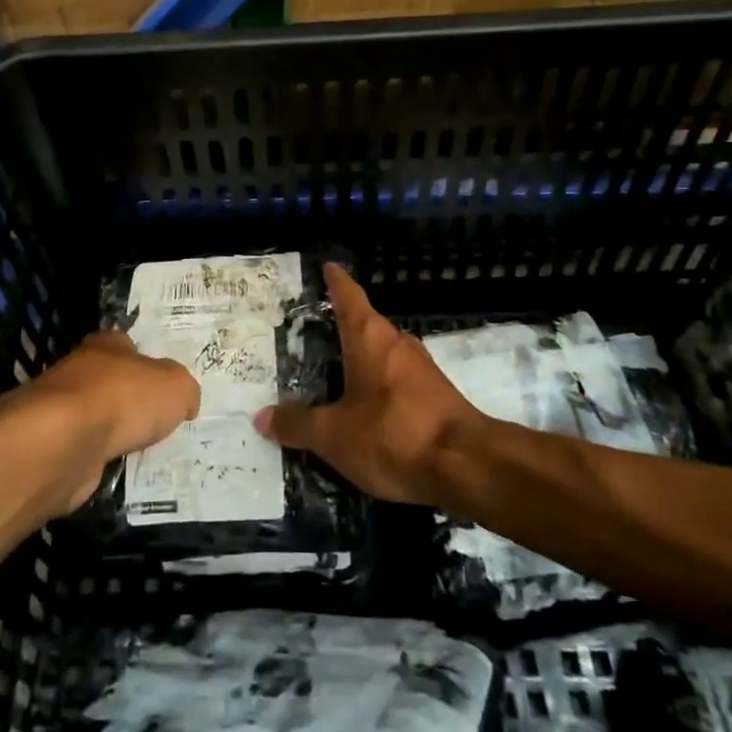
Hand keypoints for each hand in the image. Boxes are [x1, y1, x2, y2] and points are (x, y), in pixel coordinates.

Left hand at [5, 329, 200, 512]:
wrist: (64, 443)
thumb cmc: (124, 399)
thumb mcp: (175, 387)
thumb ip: (184, 390)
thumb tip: (185, 403)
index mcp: (108, 344)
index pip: (129, 346)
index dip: (148, 362)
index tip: (164, 385)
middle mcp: (81, 370)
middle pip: (111, 382)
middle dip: (131, 400)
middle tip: (158, 421)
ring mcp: (62, 409)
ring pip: (96, 417)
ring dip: (113, 432)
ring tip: (141, 450)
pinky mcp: (52, 446)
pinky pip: (84, 450)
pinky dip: (98, 459)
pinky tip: (115, 468)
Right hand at [253, 263, 483, 506]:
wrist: (467, 466)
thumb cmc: (393, 434)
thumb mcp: (334, 435)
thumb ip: (298, 424)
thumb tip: (263, 416)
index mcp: (370, 338)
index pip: (348, 297)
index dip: (336, 281)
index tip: (327, 266)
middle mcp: (397, 343)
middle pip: (366, 325)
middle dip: (343, 326)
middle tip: (315, 331)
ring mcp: (422, 369)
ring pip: (384, 354)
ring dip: (362, 359)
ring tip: (335, 371)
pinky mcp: (437, 396)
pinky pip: (398, 380)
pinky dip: (378, 385)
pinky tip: (366, 407)